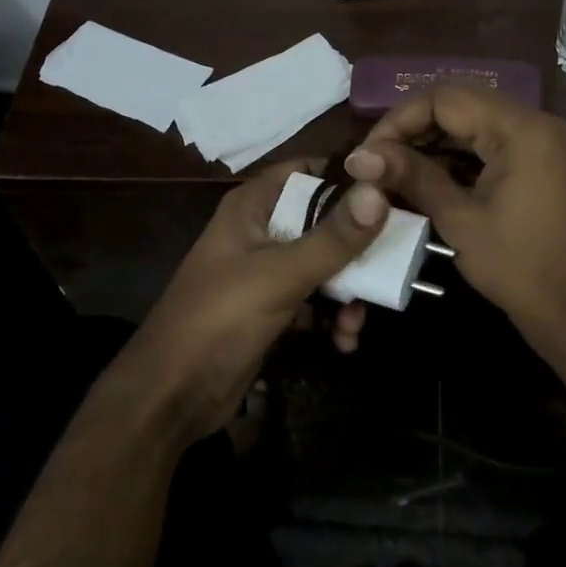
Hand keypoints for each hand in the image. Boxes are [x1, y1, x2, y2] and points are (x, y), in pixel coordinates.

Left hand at [113, 159, 388, 444]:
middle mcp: (259, 231)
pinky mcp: (271, 309)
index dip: (346, 179)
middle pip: (322, 222)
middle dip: (356, 250)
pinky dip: (331, 318)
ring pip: (323, 266)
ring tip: (356, 322)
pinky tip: (343, 342)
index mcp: (252, 207)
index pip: (305, 172)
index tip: (390, 195)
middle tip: (391, 268)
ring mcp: (265, 272)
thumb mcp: (281, 275)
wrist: (174, 393)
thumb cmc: (221, 318)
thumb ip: (332, 238)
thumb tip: (379, 192)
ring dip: (348, 292)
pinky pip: (314, 302)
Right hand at [343, 85, 565, 357]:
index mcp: (521, 129)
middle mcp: (537, 124)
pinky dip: (460, 159)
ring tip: (395, 174)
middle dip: (414, 130)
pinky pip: (494, 146)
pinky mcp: (545, 166)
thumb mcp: (459, 220)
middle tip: (378, 163)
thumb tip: (358, 157)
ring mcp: (545, 144)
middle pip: (461, 105)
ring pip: (476, 125)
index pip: (444, 98)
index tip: (369, 154)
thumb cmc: (520, 268)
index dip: (398, 120)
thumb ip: (411, 177)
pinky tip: (429, 182)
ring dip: (434, 145)